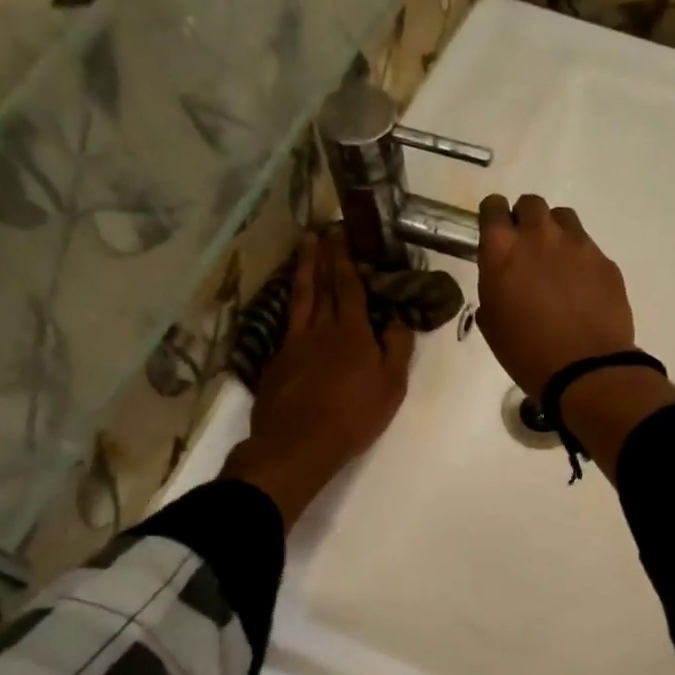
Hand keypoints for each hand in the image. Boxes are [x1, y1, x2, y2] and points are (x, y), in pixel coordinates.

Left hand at [222, 231, 412, 529]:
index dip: (345, 259)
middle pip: (321, 285)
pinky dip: (292, 304)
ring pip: (299, 298)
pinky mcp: (277, 360)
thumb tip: (397, 318)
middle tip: (321, 232)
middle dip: (323, 256)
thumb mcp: (391, 386)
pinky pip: (287, 321)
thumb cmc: (353, 416)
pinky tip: (293, 302)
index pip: (348, 286)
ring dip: (303, 272)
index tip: (341, 233)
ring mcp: (294, 342)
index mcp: (351, 331)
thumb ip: (397, 348)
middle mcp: (320, 328)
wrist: (297, 443)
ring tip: (303, 251)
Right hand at [474, 193, 635, 398]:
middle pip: (531, 204)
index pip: (492, 207)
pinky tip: (581, 287)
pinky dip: (580, 259)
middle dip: (525, 219)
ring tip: (556, 262)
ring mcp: (578, 244)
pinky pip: (588, 247)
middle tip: (527, 248)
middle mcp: (539, 236)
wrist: (586, 369)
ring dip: (555, 232)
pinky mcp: (605, 261)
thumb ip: (493, 286)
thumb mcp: (492, 323)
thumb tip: (503, 278)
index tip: (496, 232)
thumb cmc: (527, 353)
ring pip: (563, 218)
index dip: (493, 216)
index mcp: (502, 250)